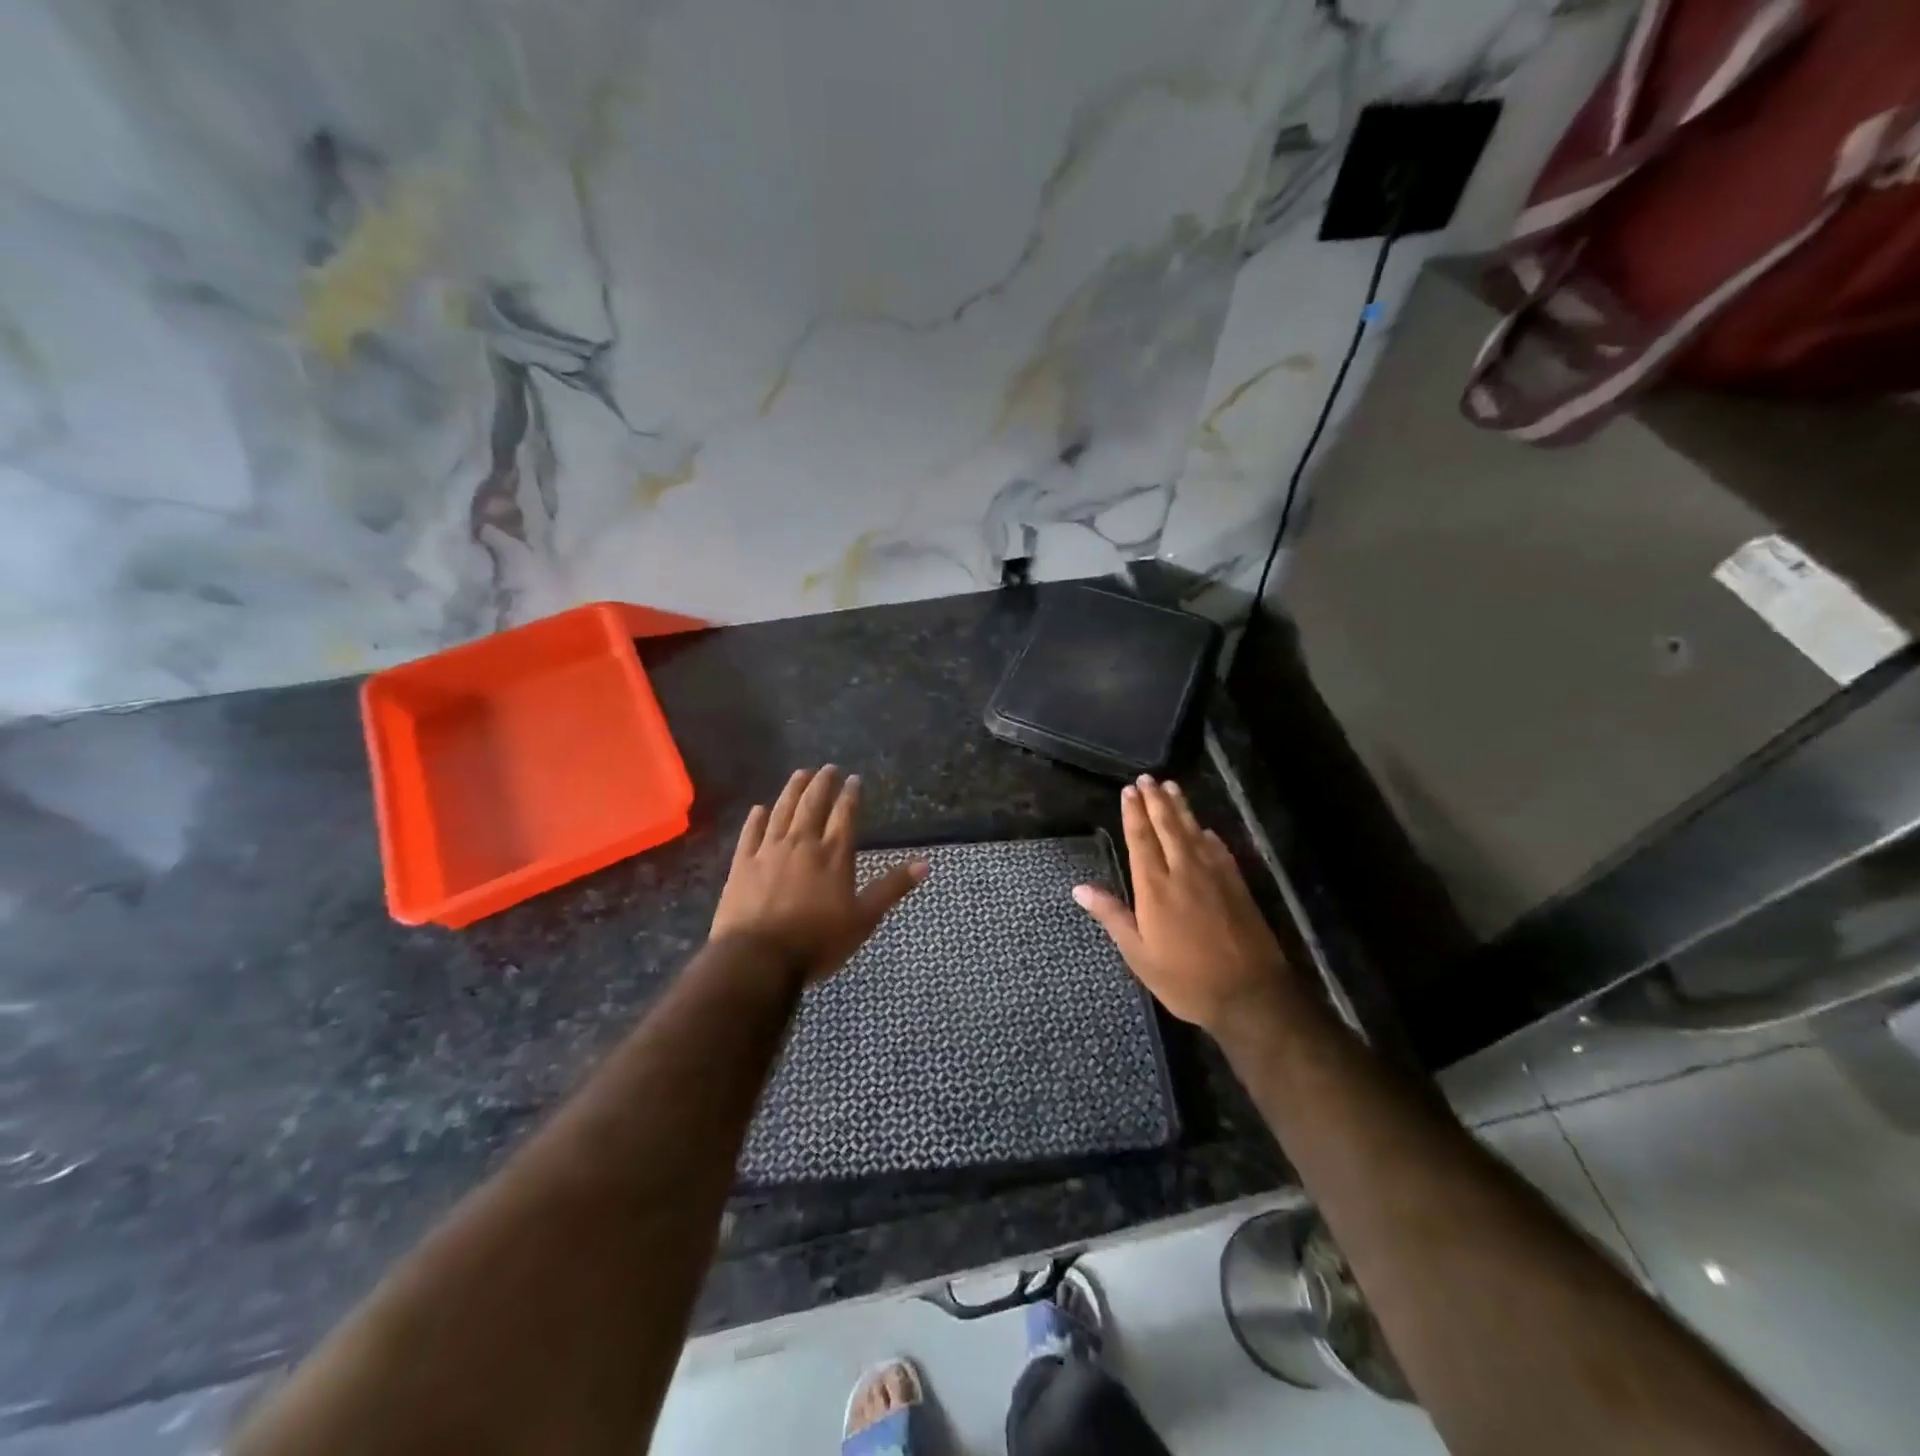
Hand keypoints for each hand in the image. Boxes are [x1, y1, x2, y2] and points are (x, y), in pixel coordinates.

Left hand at [710, 766, 928, 983]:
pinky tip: (759, 808)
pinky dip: (756, 818)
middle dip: (822, 783)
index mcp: (834, 855)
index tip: (853, 779)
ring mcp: (769, 851)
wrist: (758, 957)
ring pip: (782, 811)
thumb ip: (892, 888)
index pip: (845, 815)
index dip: (850, 795)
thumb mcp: (864, 919)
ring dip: (793, 790)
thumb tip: (925, 864)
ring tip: (800, 774)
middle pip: (813, 805)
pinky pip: (751, 833)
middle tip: (827, 768)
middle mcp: (803, 844)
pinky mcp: (743, 864)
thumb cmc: (817, 941)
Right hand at [1073, 776, 1289, 1032]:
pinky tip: (1205, 829)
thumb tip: (1079, 888)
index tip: (1129, 790)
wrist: (1250, 994)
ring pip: (1194, 831)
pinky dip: (1208, 834)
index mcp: (1155, 887)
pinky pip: (1219, 849)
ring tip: (1171, 787)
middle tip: (1147, 778)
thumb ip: (1112, 916)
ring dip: (1181, 808)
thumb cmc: (1185, 979)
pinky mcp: (1237, 885)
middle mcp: (1183, 872)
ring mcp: (1214, 876)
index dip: (1133, 813)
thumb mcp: (1139, 954)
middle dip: (1155, 801)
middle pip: (1168, 827)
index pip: (1141, 840)